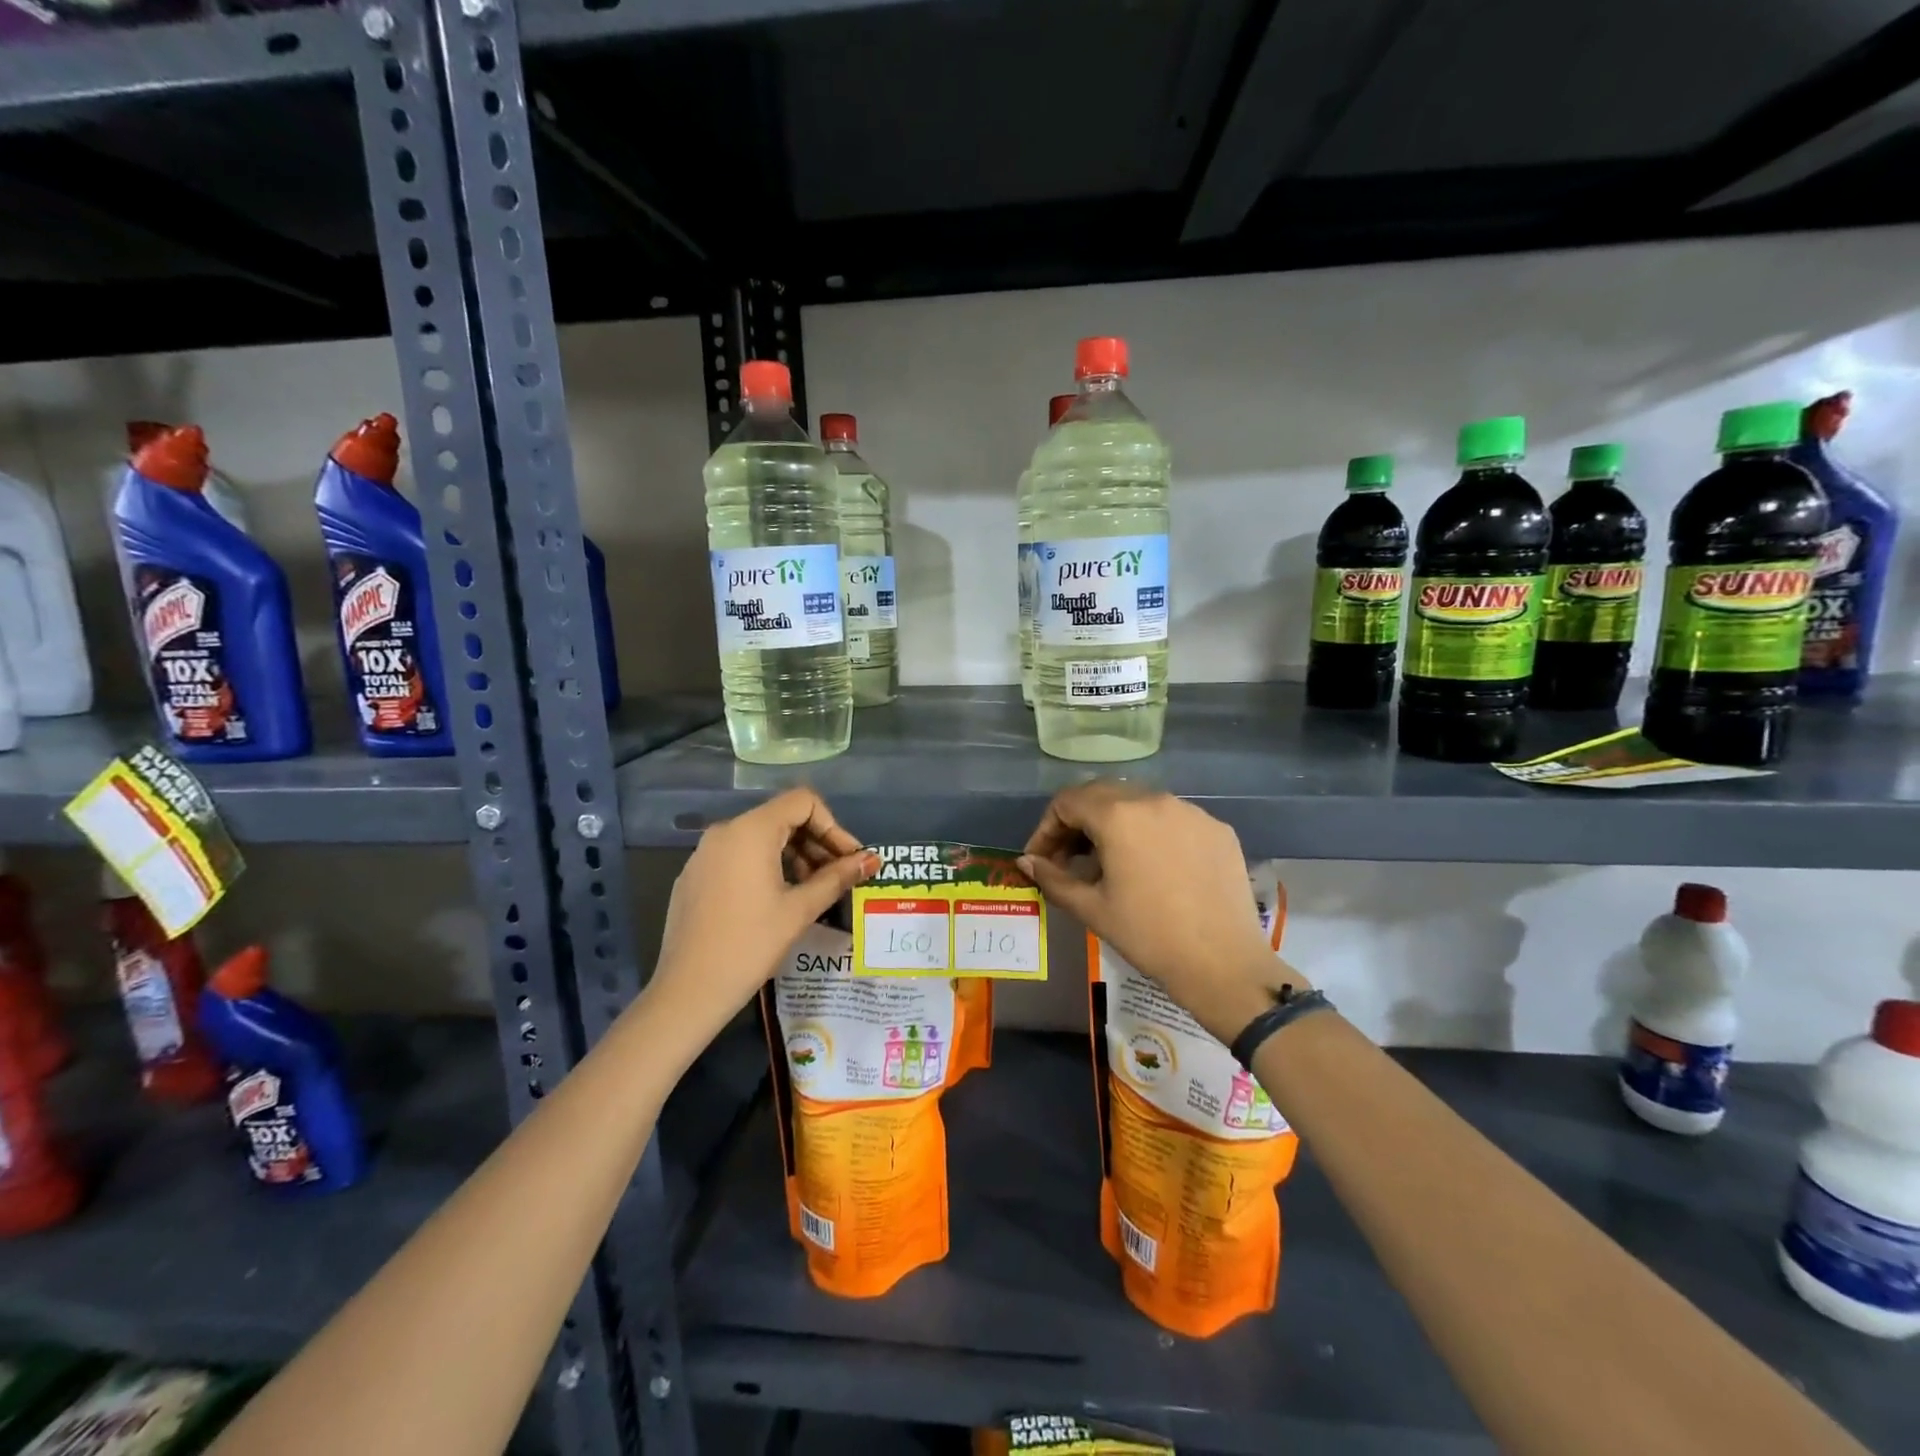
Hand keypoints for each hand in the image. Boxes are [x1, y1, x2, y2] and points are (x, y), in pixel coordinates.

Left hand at [649, 788, 878, 1039]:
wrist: (687, 991)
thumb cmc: (750, 945)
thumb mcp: (800, 909)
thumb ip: (837, 877)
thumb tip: (872, 860)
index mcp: (751, 831)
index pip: (803, 802)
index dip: (833, 826)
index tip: (849, 859)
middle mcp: (725, 832)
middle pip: (782, 817)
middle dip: (816, 842)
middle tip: (839, 877)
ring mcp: (705, 853)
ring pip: (760, 838)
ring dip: (794, 855)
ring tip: (813, 890)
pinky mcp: (695, 875)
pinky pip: (738, 856)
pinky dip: (766, 867)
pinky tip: (778, 901)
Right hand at [1019, 782, 1304, 1043]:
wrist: (1223, 964)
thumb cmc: (1148, 936)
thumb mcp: (1091, 908)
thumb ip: (1053, 878)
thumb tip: (1027, 861)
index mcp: (1118, 815)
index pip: (1067, 801)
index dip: (1046, 828)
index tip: (1041, 859)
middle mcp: (1154, 799)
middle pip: (1102, 794)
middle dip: (1077, 821)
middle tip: (1068, 858)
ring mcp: (1191, 811)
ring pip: (1139, 802)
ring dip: (1114, 822)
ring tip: (1109, 861)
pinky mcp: (1217, 828)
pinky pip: (1172, 818)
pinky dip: (1151, 832)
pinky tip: (1152, 866)